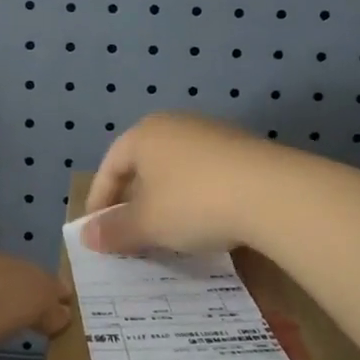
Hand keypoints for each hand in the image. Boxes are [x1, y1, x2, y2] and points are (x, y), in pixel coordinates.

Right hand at [82, 112, 289, 255]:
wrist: (273, 193)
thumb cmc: (194, 202)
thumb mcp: (148, 223)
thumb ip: (115, 229)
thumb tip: (86, 236)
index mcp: (145, 133)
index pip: (111, 165)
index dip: (99, 199)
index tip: (97, 231)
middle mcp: (176, 124)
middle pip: (144, 164)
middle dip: (134, 200)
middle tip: (130, 233)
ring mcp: (213, 133)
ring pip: (177, 169)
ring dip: (167, 200)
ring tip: (168, 233)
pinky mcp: (243, 149)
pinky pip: (207, 174)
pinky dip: (197, 197)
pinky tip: (207, 222)